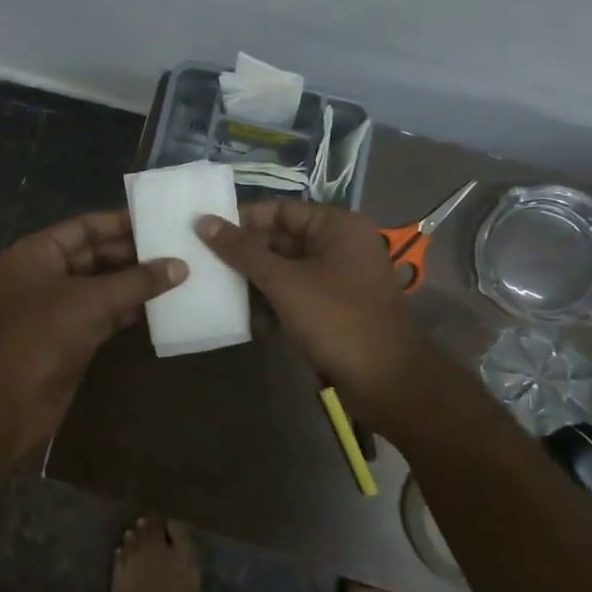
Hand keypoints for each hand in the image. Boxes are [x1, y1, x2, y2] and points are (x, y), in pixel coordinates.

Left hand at [0, 210, 187, 454]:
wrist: (10, 403)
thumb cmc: (43, 335)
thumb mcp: (92, 301)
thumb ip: (137, 281)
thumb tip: (180, 265)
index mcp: (36, 253)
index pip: (83, 227)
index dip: (120, 223)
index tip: (159, 222)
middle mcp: (44, 274)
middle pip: (94, 255)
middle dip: (133, 255)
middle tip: (177, 250)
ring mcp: (56, 307)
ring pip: (101, 286)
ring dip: (135, 283)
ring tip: (178, 274)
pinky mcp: (69, 336)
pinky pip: (104, 313)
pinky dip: (129, 309)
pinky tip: (162, 305)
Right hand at [197, 200, 435, 402]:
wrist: (388, 382)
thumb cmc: (336, 319)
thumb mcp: (283, 282)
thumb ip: (242, 251)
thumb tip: (203, 221)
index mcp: (336, 226)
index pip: (280, 209)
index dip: (244, 220)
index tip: (207, 234)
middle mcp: (340, 246)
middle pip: (282, 240)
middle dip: (246, 255)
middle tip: (206, 265)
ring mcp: (339, 279)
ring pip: (286, 270)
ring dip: (255, 283)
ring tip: (221, 294)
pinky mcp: (335, 310)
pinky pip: (296, 295)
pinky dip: (273, 304)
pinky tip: (249, 321)